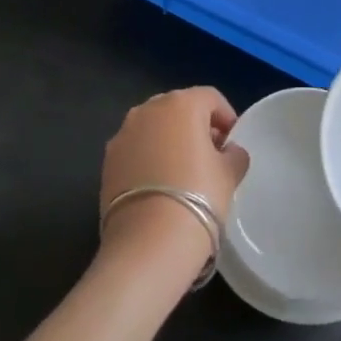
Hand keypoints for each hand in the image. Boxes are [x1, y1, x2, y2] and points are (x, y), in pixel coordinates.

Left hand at [99, 87, 247, 274]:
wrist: (149, 243)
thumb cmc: (199, 198)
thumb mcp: (230, 174)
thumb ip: (234, 154)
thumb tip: (228, 151)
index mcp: (181, 104)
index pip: (210, 98)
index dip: (226, 117)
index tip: (233, 143)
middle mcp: (147, 110)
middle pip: (179, 108)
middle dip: (196, 126)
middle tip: (210, 156)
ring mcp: (123, 134)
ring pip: (153, 128)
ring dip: (169, 141)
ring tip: (183, 172)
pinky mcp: (107, 161)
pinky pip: (135, 149)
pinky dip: (148, 158)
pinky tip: (159, 186)